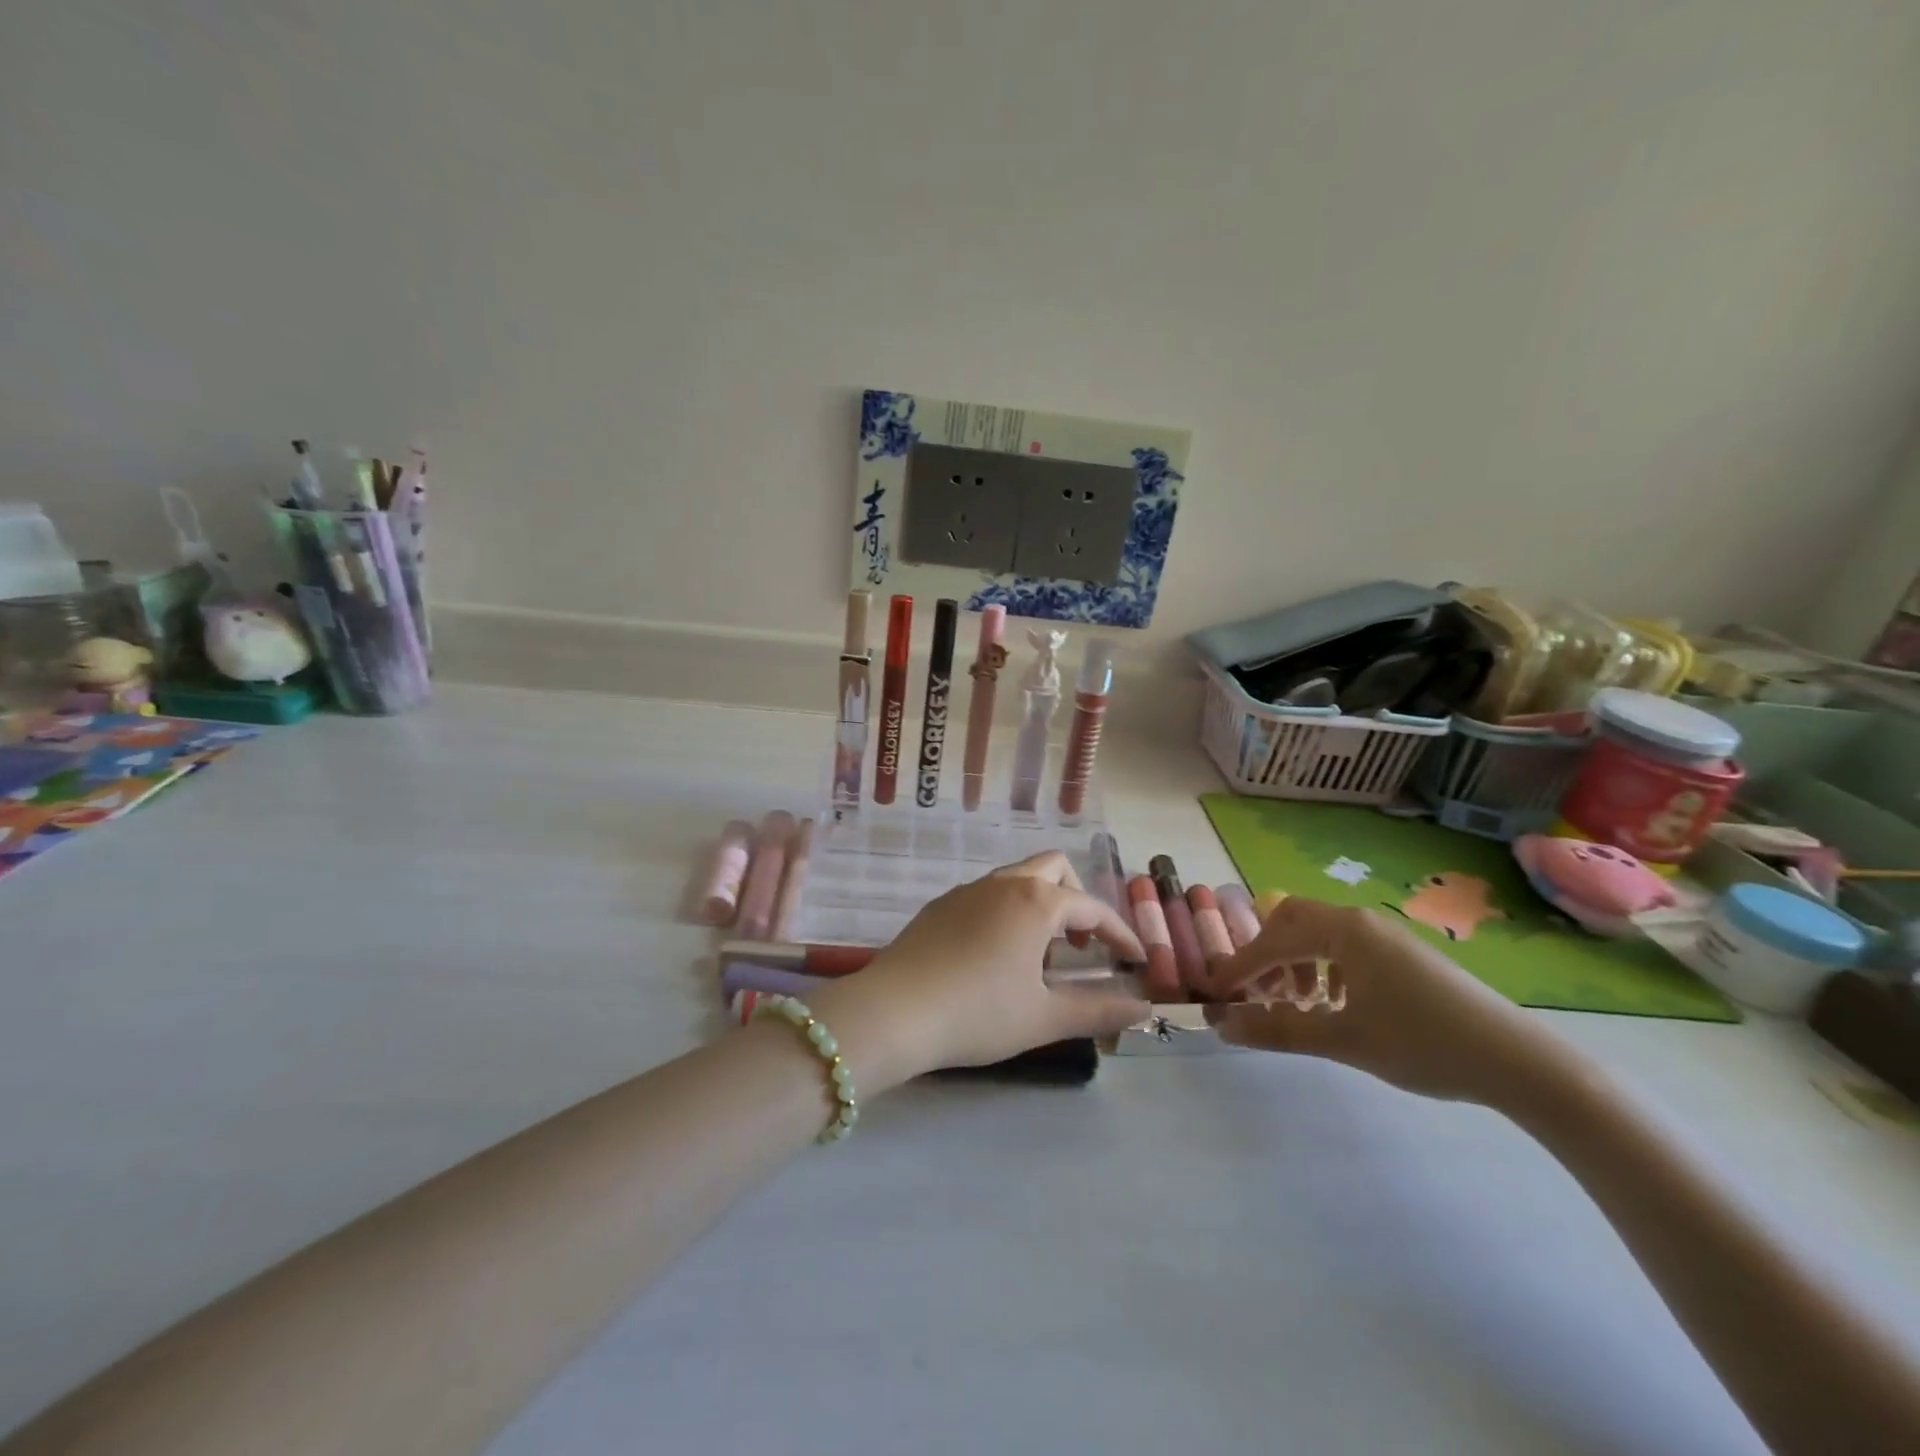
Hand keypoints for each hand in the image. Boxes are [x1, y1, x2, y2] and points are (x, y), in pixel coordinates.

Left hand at [810, 853, 1147, 1089]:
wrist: (894, 1011)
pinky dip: (1008, 911)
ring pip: (1017, 878)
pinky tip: (996, 955)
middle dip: (1078, 900)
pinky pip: (987, 894)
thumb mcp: (1044, 1018)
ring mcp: (967, 891)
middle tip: (1082, 945)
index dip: (1120, 934)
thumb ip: (1098, 1010)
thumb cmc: (978, 1014)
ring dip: (1041, 904)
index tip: (1135, 961)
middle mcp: (1003, 884)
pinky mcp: (939, 905)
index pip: (1093, 908)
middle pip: (1054, 868)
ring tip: (1040, 955)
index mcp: (1036, 902)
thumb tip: (1141, 1007)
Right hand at [1205, 896, 1580, 1106]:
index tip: (1215, 993)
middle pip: (1292, 921)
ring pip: (1319, 934)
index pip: (1272, 940)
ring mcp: (1386, 935)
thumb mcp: (1344, 1040)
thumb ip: (1279, 1030)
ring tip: (1296, 1004)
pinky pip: (1346, 948)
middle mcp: (1360, 921)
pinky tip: (1335, 1005)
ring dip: (1295, 962)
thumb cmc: (1424, 1044)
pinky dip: (1324, 967)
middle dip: (1267, 955)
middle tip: (1259, 994)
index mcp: (1343, 930)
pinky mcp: (1405, 955)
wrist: (1520, 1062)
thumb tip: (1223, 1026)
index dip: (1239, 966)